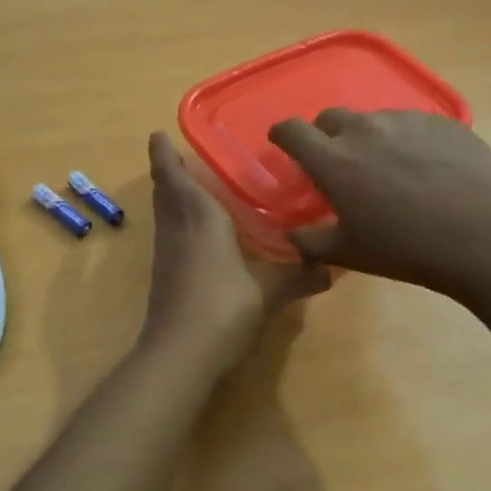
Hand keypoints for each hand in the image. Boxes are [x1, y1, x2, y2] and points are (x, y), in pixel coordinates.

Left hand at [139, 132, 328, 370]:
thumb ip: (299, 276)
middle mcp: (177, 231)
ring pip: (165, 216)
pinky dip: (178, 225)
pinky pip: (170, 238)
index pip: (176, 178)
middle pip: (165, 194)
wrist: (180, 356)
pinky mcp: (165, 280)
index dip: (164, 156)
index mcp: (200, 220)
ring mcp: (167, 257)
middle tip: (180, 158)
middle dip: (168, 173)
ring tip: (190, 189)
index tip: (157, 135)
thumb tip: (332, 268)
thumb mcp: (269, 292)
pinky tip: (197, 237)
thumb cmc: (224, 308)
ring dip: (171, 198)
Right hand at [267, 109, 490, 292]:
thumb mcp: (350, 253)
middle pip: (331, 117)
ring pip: (373, 120)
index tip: (282, 144)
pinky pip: (411, 125)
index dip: (282, 135)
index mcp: (333, 160)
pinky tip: (426, 169)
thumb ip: (310, 241)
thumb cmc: (407, 248)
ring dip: (368, 138)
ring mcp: (406, 120)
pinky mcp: (442, 122)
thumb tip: (291, 234)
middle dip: (325, 135)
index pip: (291, 130)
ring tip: (387, 170)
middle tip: (337, 163)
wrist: (486, 234)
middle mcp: (365, 129)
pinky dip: (405, 141)